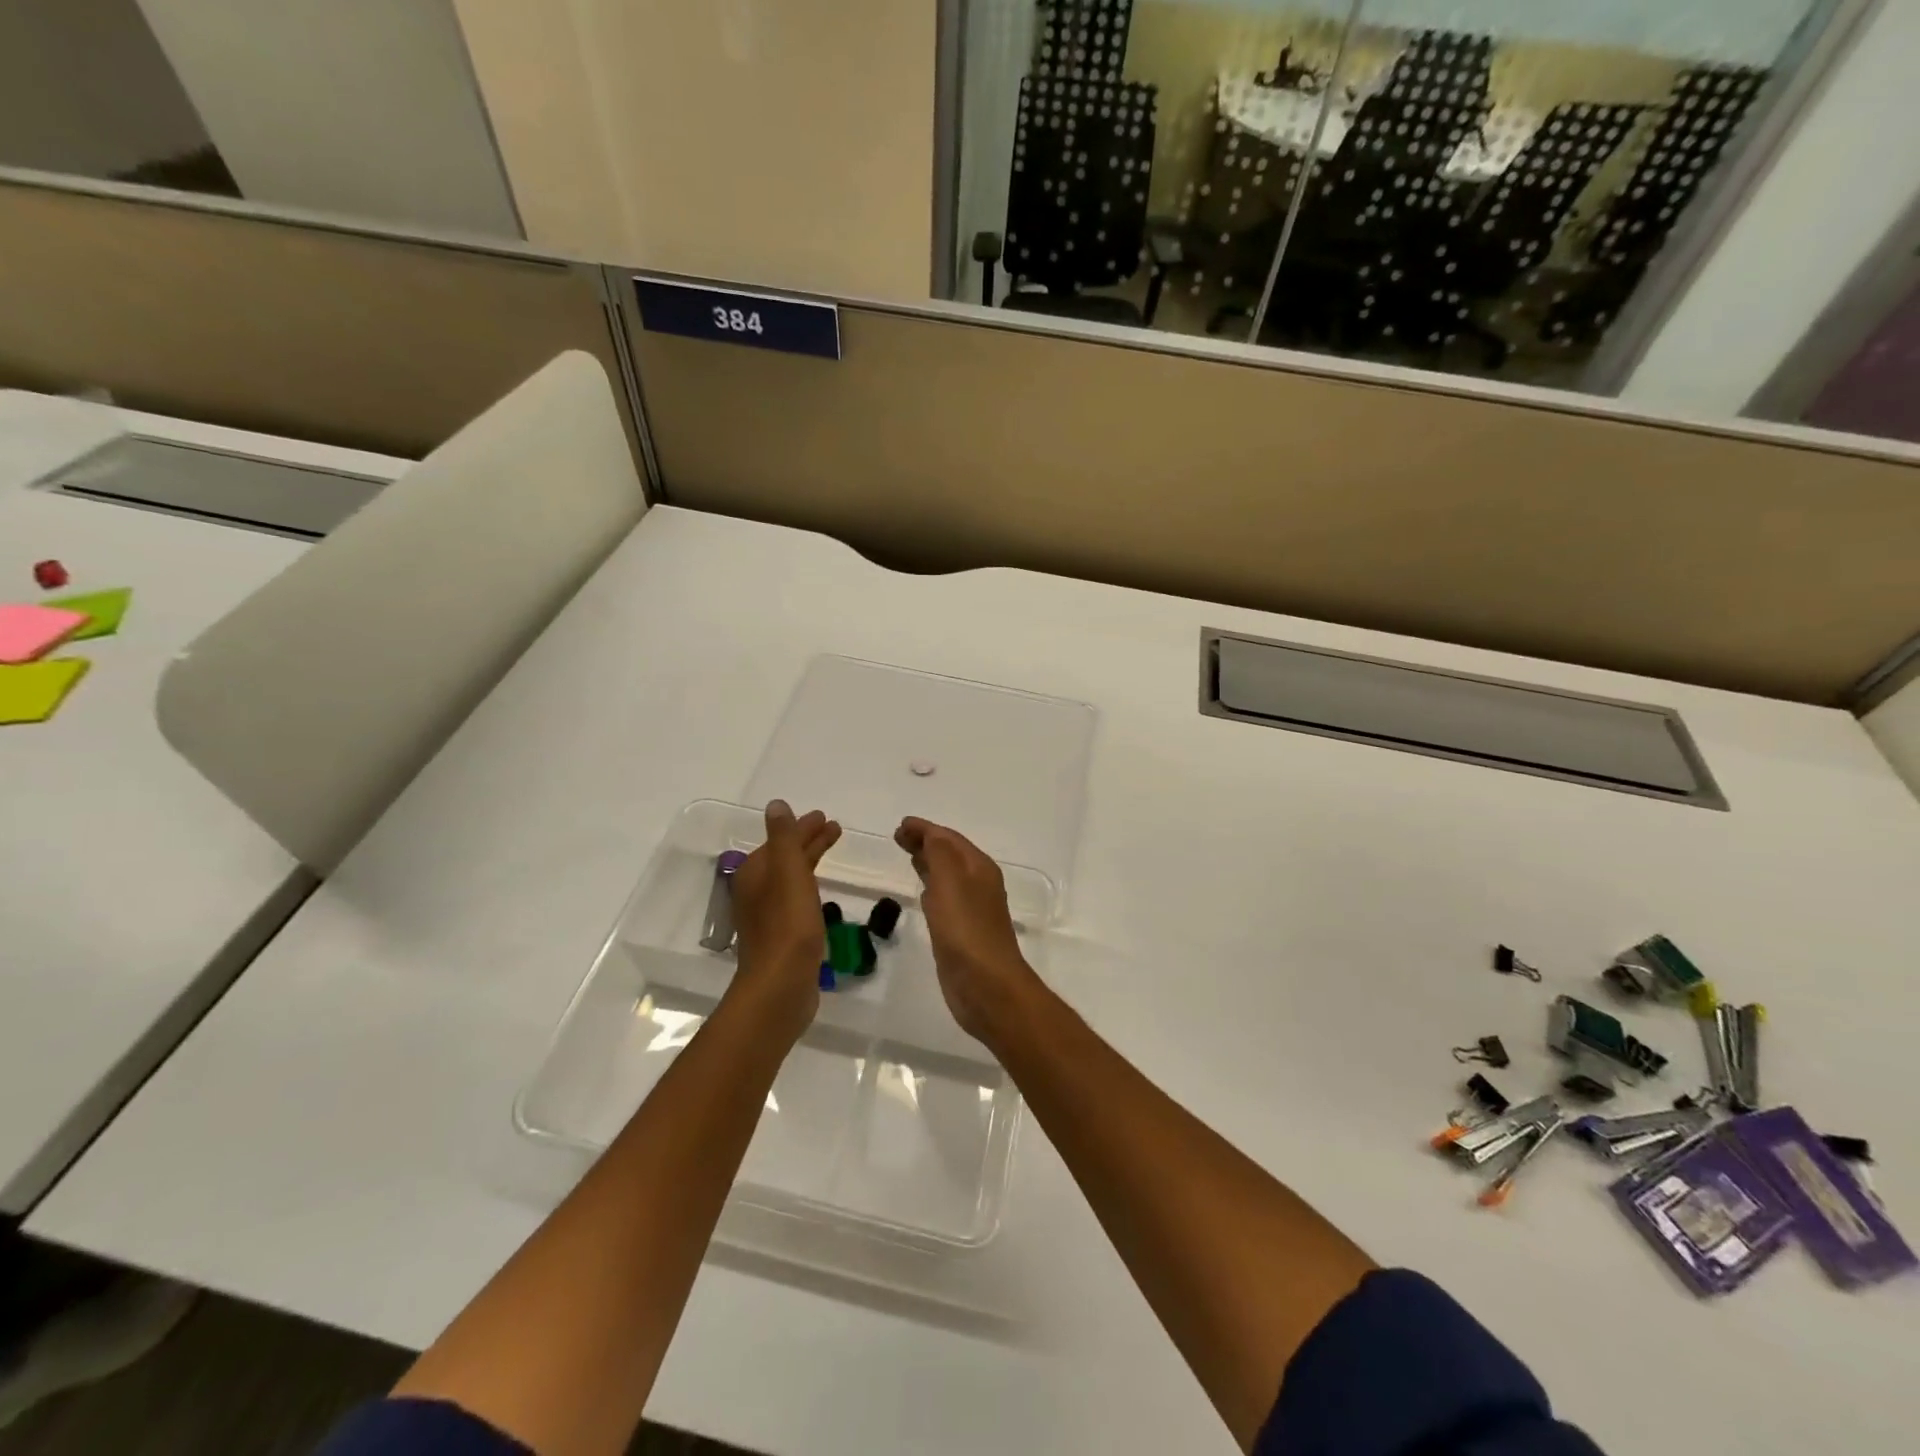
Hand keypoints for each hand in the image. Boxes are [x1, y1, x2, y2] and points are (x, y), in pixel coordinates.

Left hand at [731, 800, 840, 1030]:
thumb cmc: (787, 925)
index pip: (782, 840)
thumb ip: (784, 837)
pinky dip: (809, 885)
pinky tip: (820, 892)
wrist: (780, 985)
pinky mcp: (781, 935)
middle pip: (785, 856)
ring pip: (792, 877)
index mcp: (755, 872)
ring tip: (832, 851)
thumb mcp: (788, 872)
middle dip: (808, 841)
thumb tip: (776, 805)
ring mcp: (767, 915)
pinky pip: (796, 898)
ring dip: (811, 860)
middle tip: (835, 828)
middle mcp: (756, 891)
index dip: (803, 827)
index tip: (826, 817)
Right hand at [894, 817, 1041, 1043]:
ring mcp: (971, 909)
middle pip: (950, 854)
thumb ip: (938, 852)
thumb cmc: (966, 929)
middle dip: (926, 843)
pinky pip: (944, 900)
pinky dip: (931, 889)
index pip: (949, 838)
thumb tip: (927, 832)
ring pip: (947, 876)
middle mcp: (978, 884)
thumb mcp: (950, 881)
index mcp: (979, 868)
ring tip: (908, 857)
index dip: (925, 829)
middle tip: (898, 838)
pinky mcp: (961, 932)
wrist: (986, 985)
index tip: (899, 826)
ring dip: (929, 864)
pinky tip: (922, 894)